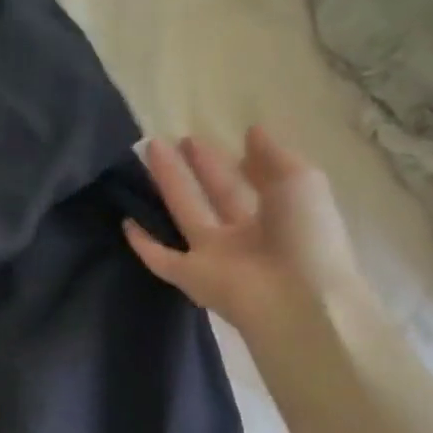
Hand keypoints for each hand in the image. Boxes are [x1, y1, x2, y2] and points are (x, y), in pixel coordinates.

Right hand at [124, 129, 369, 333]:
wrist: (299, 301)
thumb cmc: (307, 237)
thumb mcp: (301, 182)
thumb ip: (273, 156)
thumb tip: (251, 132)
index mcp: (275, 215)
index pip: (244, 183)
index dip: (223, 161)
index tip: (198, 138)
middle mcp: (243, 236)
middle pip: (212, 195)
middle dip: (192, 168)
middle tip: (164, 142)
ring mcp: (215, 258)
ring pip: (184, 216)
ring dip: (167, 185)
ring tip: (147, 155)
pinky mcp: (192, 279)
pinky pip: (163, 260)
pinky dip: (144, 245)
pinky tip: (125, 222)